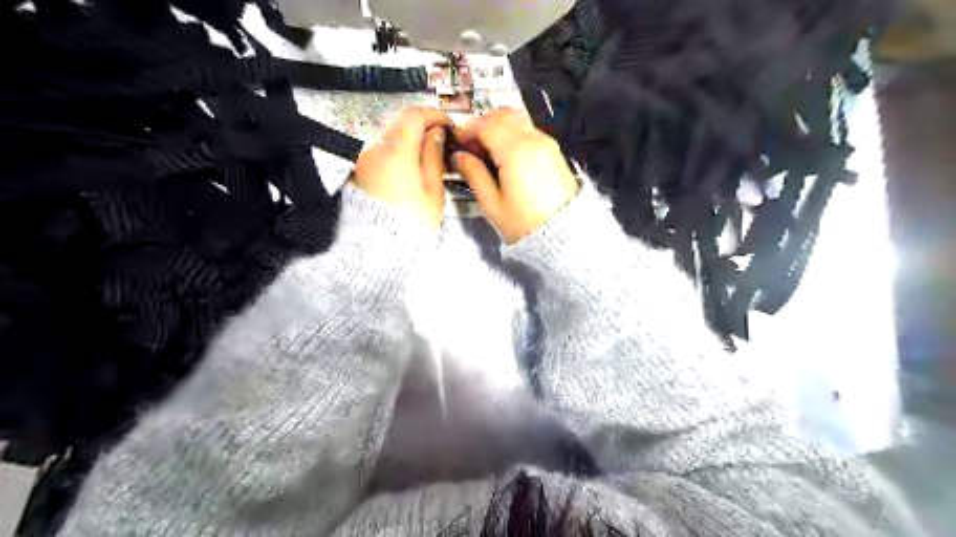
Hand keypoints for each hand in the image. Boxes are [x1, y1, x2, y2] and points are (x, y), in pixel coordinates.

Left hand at [353, 108, 453, 225]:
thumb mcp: (432, 191)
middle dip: (421, 129)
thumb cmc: (409, 226)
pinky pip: (380, 155)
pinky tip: (409, 172)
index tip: (446, 124)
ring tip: (427, 162)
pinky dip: (396, 156)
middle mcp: (374, 151)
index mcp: (396, 151)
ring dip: (409, 143)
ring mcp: (363, 162)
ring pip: (389, 139)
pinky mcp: (358, 174)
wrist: (378, 250)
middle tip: (440, 143)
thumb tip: (437, 136)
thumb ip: (435, 157)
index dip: (433, 115)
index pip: (414, 115)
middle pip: (399, 124)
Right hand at [454, 108, 577, 243]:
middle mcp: (533, 141)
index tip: (456, 141)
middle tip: (468, 145)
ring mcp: (546, 144)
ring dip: (497, 127)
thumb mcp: (492, 203)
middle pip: (502, 116)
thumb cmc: (526, 223)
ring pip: (516, 120)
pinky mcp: (553, 151)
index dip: (467, 130)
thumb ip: (473, 174)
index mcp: (516, 152)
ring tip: (485, 150)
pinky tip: (503, 153)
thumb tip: (459, 157)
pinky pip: (528, 130)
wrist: (563, 233)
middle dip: (481, 125)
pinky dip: (512, 133)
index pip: (486, 126)